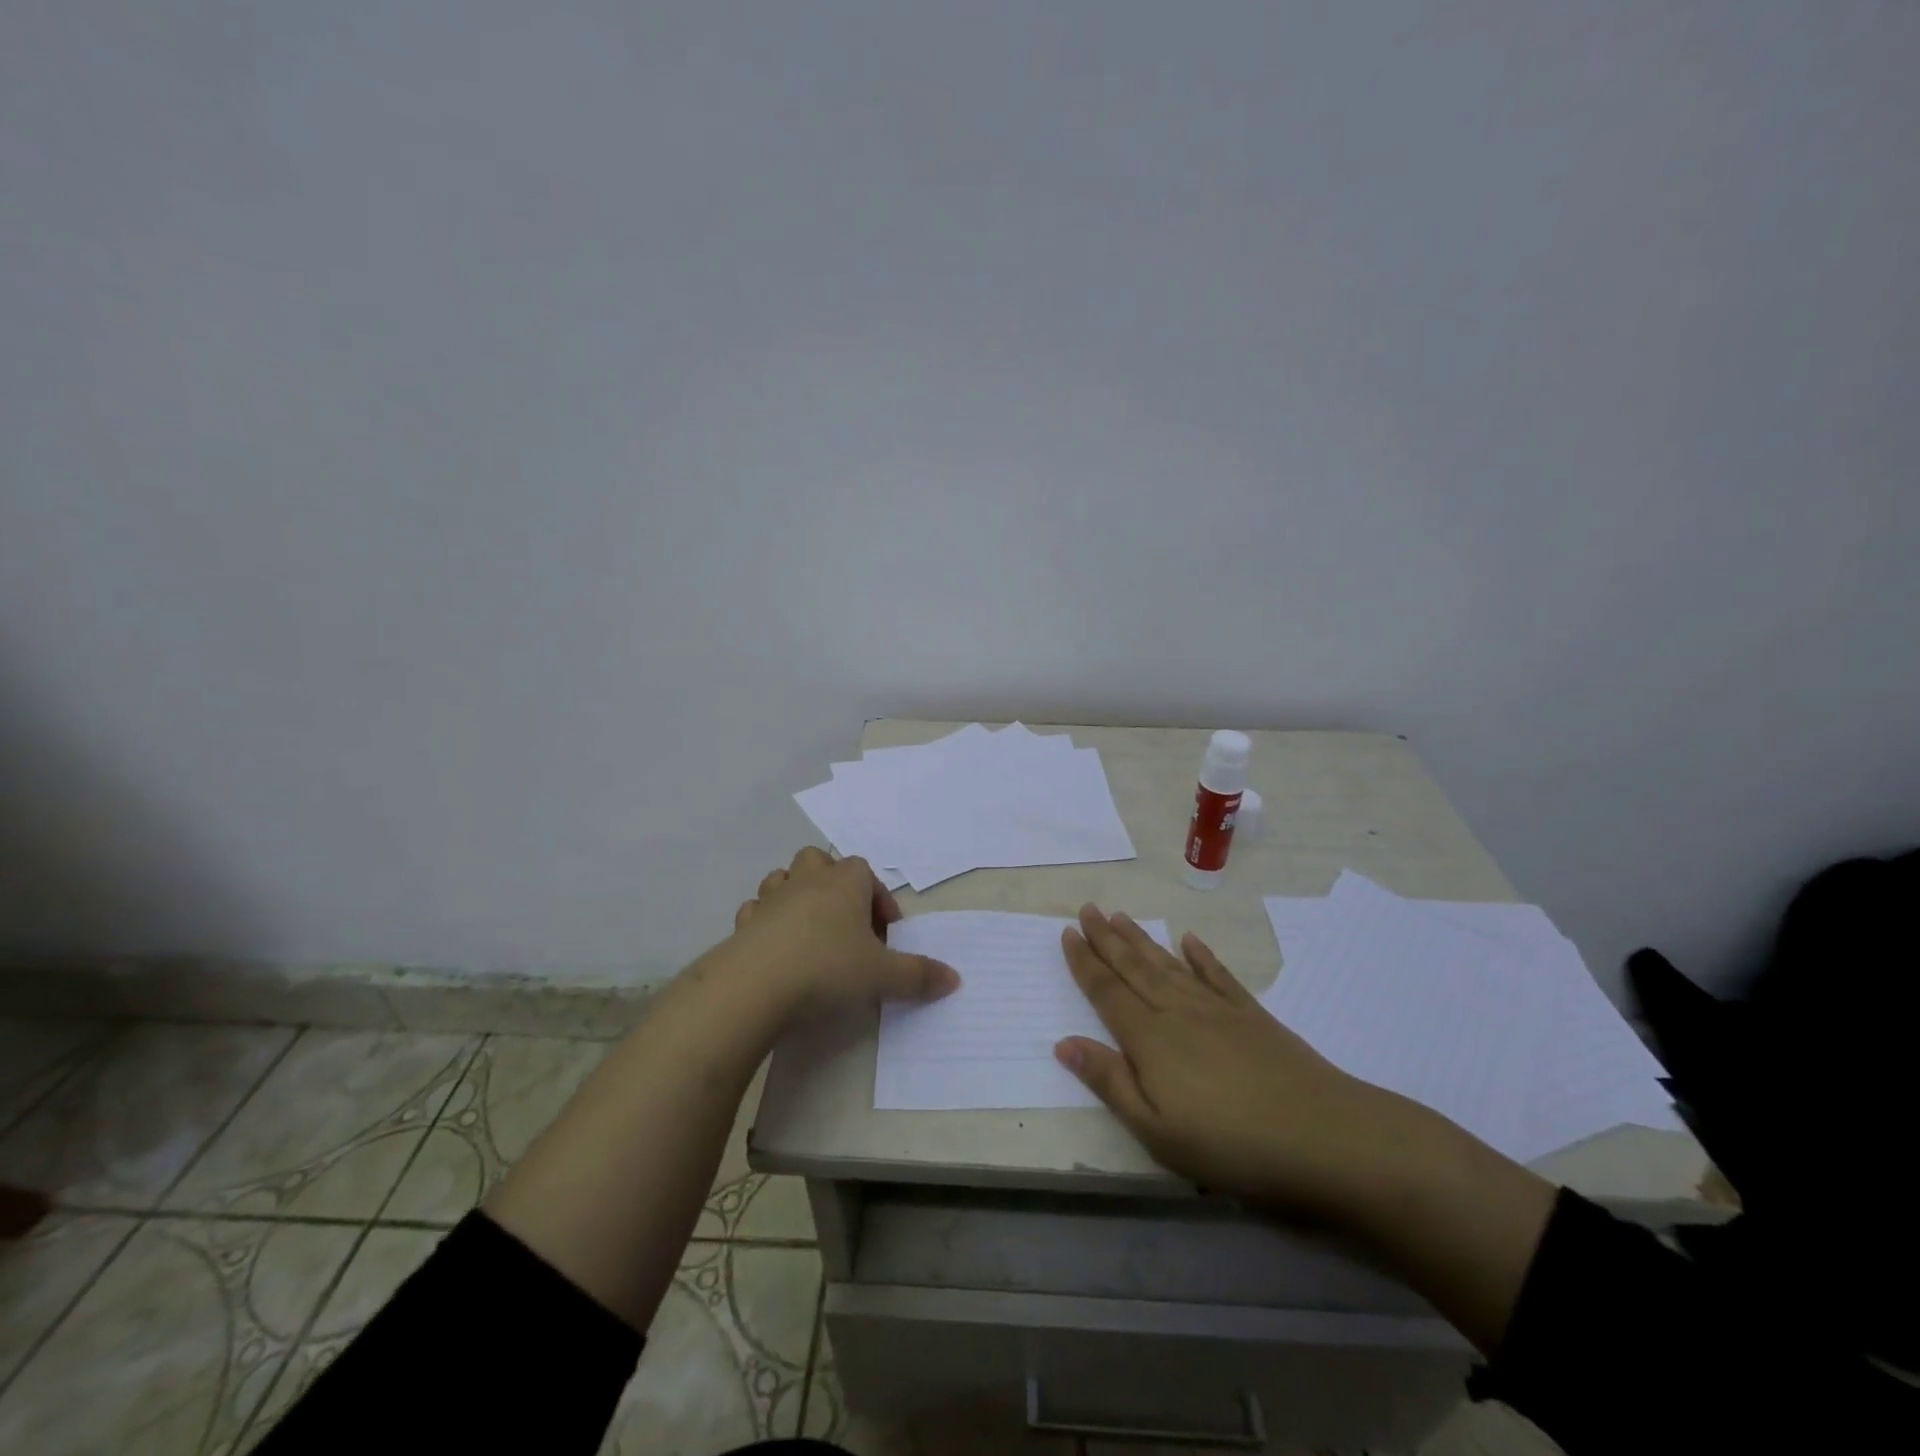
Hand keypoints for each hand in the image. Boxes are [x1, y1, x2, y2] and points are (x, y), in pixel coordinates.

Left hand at [728, 847, 960, 1018]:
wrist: (754, 986)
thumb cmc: (827, 969)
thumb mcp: (882, 976)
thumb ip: (918, 975)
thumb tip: (954, 979)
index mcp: (844, 883)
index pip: (865, 872)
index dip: (878, 899)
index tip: (886, 934)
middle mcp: (806, 880)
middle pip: (820, 860)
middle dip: (833, 883)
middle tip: (846, 922)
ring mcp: (770, 899)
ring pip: (783, 879)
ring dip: (796, 896)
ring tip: (810, 932)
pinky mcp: (743, 924)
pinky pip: (756, 911)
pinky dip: (767, 922)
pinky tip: (776, 949)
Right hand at [1055, 905, 1403, 1218]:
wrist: (1323, 1136)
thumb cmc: (1231, 1146)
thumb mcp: (1157, 1131)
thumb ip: (1110, 1082)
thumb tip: (1063, 1043)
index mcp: (1150, 1040)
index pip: (1107, 992)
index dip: (1085, 963)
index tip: (1067, 933)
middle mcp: (1178, 1012)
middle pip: (1134, 968)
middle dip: (1107, 938)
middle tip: (1088, 907)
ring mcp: (1217, 1009)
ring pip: (1168, 964)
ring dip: (1141, 939)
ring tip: (1121, 915)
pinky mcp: (1252, 1015)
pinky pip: (1218, 975)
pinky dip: (1201, 956)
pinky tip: (1189, 940)